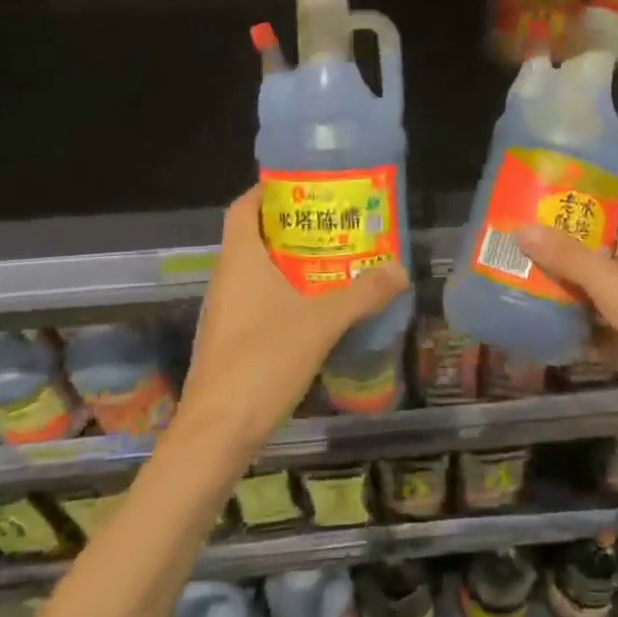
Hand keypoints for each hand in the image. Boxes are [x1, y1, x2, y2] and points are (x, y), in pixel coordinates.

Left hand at [176, 187, 409, 456]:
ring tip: (333, 259)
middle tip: (333, 221)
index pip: (243, 208)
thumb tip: (401, 269)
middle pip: (255, 237)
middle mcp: (227, 279)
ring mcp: (226, 312)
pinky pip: (259, 301)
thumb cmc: (262, 362)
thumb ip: (362, 294)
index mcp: (240, 261)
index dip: (267, 190)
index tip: (302, 184)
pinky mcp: (231, 341)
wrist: (217, 432)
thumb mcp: (321, 323)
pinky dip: (285, 293)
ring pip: (258, 271)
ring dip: (290, 262)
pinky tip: (316, 308)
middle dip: (292, 226)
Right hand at [517, 212, 617, 468]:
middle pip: (594, 253)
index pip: (616, 214)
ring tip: (512, 270)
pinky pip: (588, 328)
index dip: (585, 202)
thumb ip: (573, 261)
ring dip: (557, 284)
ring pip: (588, 291)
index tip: (544, 195)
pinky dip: (564, 324)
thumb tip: (523, 229)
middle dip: (559, 245)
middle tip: (512, 234)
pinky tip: (530, 320)